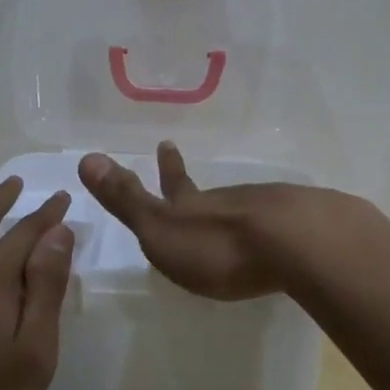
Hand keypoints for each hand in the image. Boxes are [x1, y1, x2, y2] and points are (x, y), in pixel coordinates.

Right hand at [78, 143, 321, 300]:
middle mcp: (230, 202)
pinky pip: (280, 222)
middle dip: (196, 186)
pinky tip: (279, 236)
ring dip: (234, 208)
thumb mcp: (162, 228)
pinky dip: (271, 226)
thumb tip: (86, 156)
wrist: (296, 244)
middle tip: (186, 163)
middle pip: (210, 193)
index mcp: (194, 208)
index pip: (175, 184)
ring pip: (244, 205)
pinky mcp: (303, 226)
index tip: (165, 143)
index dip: (167, 167)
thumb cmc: (220, 246)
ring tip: (233, 215)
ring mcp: (268, 210)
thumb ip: (127, 199)